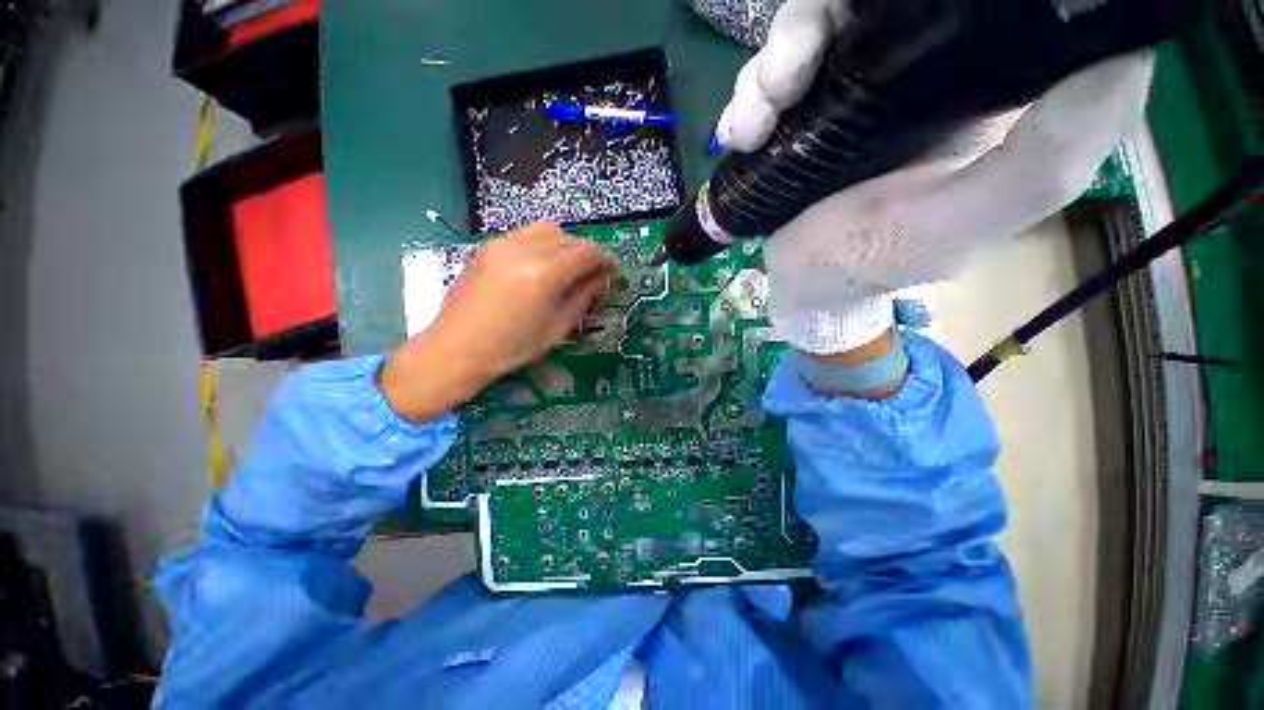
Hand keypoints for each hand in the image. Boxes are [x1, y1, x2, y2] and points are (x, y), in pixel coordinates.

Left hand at [380, 223, 616, 421]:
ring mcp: (504, 244)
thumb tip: (603, 278)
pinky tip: (540, 267)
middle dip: (587, 254)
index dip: (605, 259)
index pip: (588, 252)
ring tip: (566, 269)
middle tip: (591, 276)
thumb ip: (584, 297)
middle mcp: (525, 250)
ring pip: (549, 230)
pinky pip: (526, 235)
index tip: (612, 271)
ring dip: (565, 246)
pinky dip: (543, 245)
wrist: (458, 347)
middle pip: (571, 238)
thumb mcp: (558, 327)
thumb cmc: (512, 347)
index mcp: (545, 274)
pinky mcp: (489, 246)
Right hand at [716, 0, 1154, 355]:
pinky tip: (740, 134)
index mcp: (983, 81)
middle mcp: (923, 64)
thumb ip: (1042, 159)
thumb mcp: (959, 223)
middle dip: (818, 20)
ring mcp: (855, 82)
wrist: (806, 288)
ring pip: (814, 23)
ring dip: (770, 67)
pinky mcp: (809, 106)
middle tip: (784, 81)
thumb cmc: (873, 263)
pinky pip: (775, 70)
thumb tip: (1124, 49)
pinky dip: (749, 95)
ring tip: (753, 124)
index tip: (900, 3)